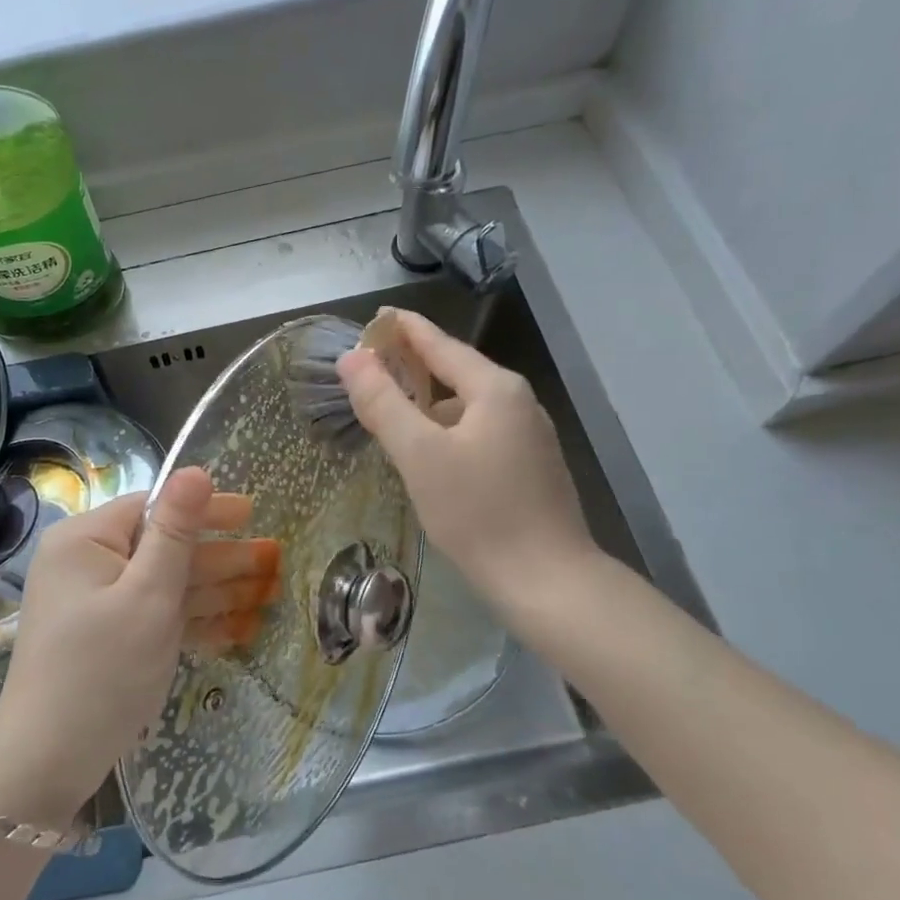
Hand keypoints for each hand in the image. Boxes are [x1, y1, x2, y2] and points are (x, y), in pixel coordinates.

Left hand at [0, 469, 278, 825]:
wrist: (46, 764)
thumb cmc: (102, 671)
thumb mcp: (148, 595)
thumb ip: (176, 531)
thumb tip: (195, 468)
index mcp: (86, 539)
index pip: (153, 508)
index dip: (205, 511)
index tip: (253, 515)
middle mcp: (86, 562)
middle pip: (163, 547)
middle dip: (220, 557)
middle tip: (274, 560)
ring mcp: (95, 602)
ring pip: (165, 585)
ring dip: (215, 591)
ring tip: (269, 592)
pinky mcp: (106, 637)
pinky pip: (154, 616)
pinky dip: (193, 622)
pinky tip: (238, 629)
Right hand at [337, 310, 602, 618]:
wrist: (548, 582)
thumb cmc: (478, 512)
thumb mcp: (419, 454)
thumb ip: (383, 402)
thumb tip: (352, 358)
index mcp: (495, 389)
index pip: (440, 344)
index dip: (405, 329)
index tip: (376, 317)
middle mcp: (517, 402)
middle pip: (455, 372)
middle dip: (413, 364)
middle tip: (371, 364)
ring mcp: (528, 436)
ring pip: (465, 406)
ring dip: (427, 401)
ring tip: (390, 408)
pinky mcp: (528, 467)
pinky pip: (477, 432)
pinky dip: (446, 429)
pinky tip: (427, 452)